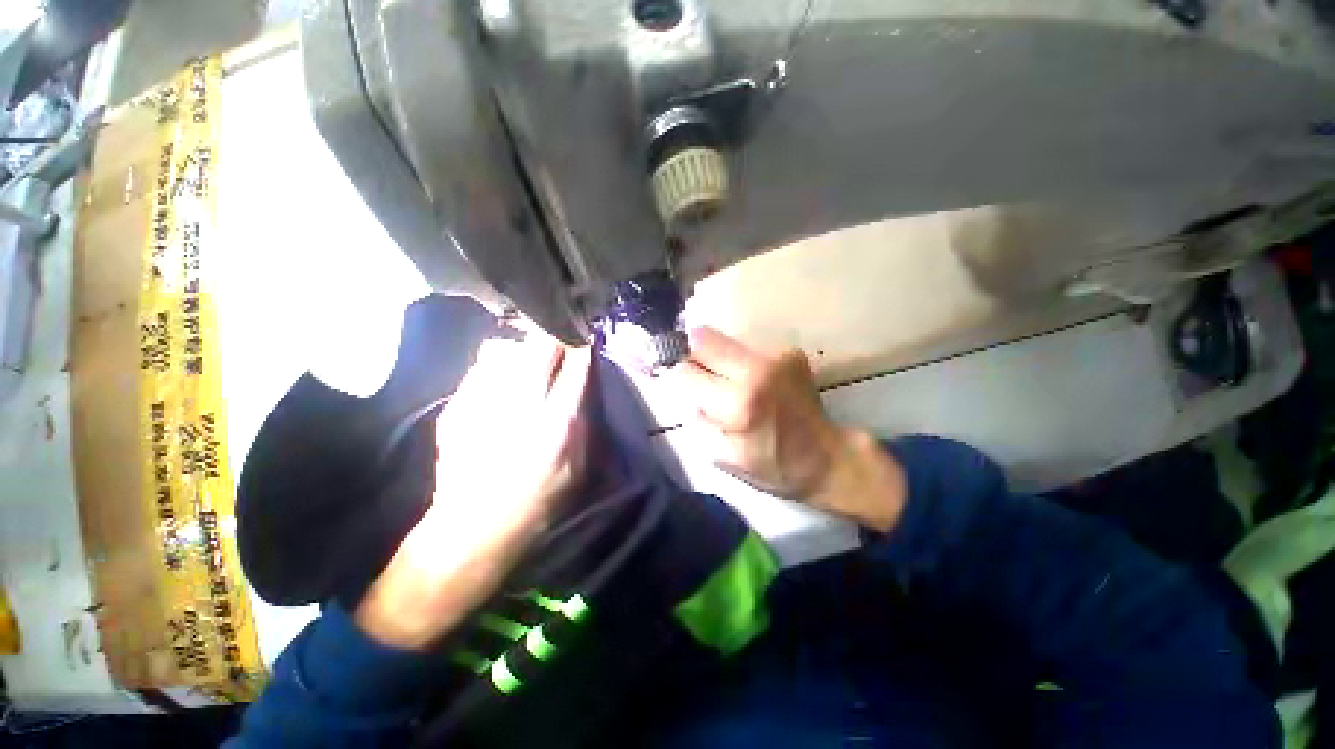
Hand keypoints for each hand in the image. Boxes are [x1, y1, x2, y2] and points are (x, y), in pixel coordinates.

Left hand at [356, 336, 593, 649]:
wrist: (478, 527)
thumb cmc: (541, 498)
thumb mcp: (580, 465)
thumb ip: (585, 419)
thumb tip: (584, 382)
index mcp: (559, 423)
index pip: (576, 366)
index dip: (581, 346)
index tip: (583, 337)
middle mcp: (522, 406)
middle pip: (540, 348)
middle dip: (553, 337)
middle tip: (558, 337)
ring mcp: (484, 404)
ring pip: (507, 351)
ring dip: (523, 349)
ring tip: (528, 358)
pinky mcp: (457, 408)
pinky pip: (481, 368)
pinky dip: (495, 366)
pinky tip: (500, 380)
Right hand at [671, 327, 905, 531]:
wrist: (826, 458)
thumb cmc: (773, 466)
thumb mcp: (723, 456)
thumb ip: (698, 419)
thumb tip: (684, 389)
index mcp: (738, 403)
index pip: (685, 371)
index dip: (674, 373)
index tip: (673, 378)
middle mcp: (757, 370)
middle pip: (702, 338)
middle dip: (691, 353)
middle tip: (695, 372)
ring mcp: (776, 357)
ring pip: (724, 339)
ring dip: (716, 356)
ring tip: (725, 380)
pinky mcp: (790, 353)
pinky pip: (747, 348)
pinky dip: (739, 361)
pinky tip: (752, 381)